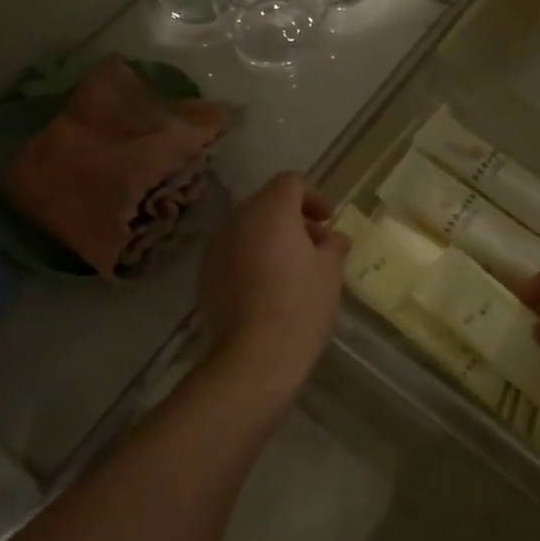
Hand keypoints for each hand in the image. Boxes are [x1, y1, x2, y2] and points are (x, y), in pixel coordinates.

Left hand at [196, 173, 350, 389]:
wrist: (253, 357)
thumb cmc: (300, 306)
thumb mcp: (330, 272)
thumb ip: (334, 245)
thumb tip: (334, 238)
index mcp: (271, 210)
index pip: (291, 183)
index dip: (313, 198)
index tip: (328, 223)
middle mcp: (238, 219)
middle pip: (268, 203)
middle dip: (293, 219)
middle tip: (316, 248)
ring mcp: (217, 247)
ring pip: (248, 229)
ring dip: (271, 239)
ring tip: (292, 271)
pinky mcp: (205, 274)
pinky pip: (233, 253)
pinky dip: (251, 259)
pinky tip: (267, 290)